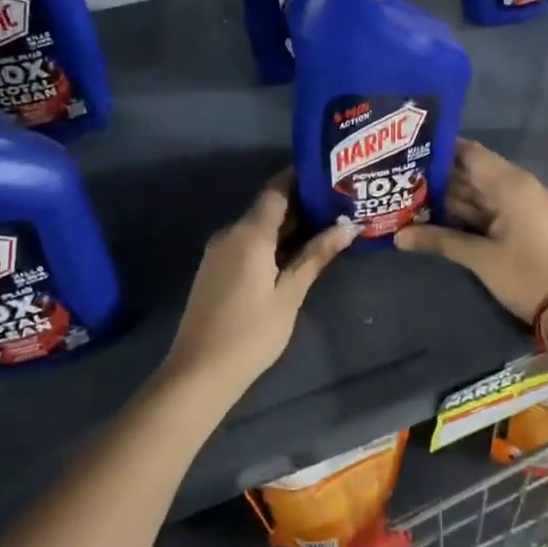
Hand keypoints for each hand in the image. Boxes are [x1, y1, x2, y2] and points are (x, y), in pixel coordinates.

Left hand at [164, 172, 356, 388]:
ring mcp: (219, 252)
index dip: (301, 178)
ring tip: (327, 228)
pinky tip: (296, 254)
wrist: (199, 372)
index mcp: (249, 233)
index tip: (330, 174)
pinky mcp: (216, 270)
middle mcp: (230, 234)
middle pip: (268, 208)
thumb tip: (349, 227)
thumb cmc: (251, 333)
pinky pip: (247, 244)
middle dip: (302, 205)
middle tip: (340, 205)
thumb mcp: (290, 294)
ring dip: (288, 226)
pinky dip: (272, 242)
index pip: (277, 190)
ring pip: (258, 227)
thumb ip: (316, 256)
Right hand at [396, 139, 547, 321]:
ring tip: (412, 197)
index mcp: (511, 183)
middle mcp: (520, 186)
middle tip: (402, 179)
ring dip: (452, 199)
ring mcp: (526, 206)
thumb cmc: (526, 274)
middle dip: (440, 178)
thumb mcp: (479, 257)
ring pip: (482, 194)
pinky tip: (439, 219)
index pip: (470, 153)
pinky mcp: (527, 224)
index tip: (409, 151)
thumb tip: (397, 236)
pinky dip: (469, 214)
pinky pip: (493, 210)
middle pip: (474, 173)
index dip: (440, 150)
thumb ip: (438, 240)